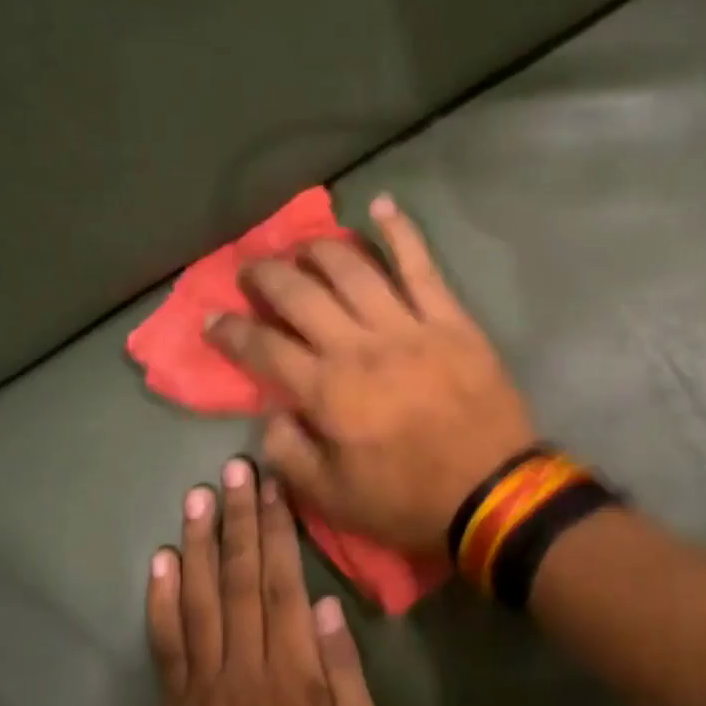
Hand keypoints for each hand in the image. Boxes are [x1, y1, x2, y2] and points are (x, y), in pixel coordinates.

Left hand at [147, 458, 382, 705]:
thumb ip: (345, 669)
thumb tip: (327, 605)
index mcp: (293, 670)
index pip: (280, 583)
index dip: (275, 530)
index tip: (271, 487)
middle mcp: (244, 666)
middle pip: (238, 579)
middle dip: (237, 519)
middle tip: (232, 471)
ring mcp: (204, 683)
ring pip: (198, 600)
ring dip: (198, 544)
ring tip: (197, 497)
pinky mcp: (178, 702)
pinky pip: (164, 644)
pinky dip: (160, 600)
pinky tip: (160, 560)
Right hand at [205, 194, 536, 550]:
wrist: (493, 493)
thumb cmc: (409, 500)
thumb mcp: (332, 499)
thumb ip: (289, 455)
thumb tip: (271, 414)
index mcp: (327, 391)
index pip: (262, 346)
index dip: (230, 330)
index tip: (213, 319)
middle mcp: (358, 346)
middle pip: (299, 293)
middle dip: (265, 275)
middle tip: (252, 271)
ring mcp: (407, 325)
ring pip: (352, 268)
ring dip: (319, 249)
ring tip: (301, 247)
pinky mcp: (449, 317)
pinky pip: (420, 265)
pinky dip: (400, 231)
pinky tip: (381, 204)